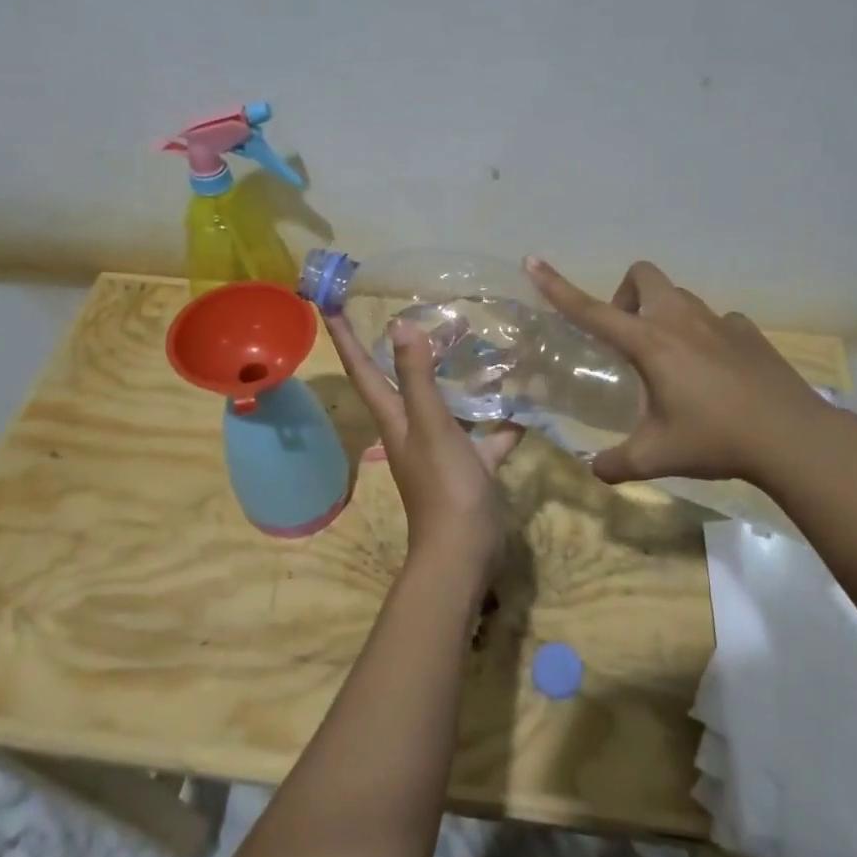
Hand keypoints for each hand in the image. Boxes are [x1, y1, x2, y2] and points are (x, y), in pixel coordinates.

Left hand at [324, 311, 523, 575]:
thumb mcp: (430, 426)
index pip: (363, 369)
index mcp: (394, 418)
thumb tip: (401, 324)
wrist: (465, 553)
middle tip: (419, 309)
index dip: (345, 337)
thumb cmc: (443, 487)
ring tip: (478, 342)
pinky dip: (502, 417)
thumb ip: (418, 378)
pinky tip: (526, 398)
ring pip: (448, 402)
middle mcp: (413, 428)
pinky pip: (486, 433)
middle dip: (404, 347)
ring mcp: (443, 448)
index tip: (330, 303)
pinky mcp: (472, 465)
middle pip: (403, 380)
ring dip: (458, 376)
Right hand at [524, 257, 832, 486]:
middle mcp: (680, 320)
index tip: (533, 262)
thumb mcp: (655, 457)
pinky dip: (704, 334)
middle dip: (626, 296)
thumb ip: (615, 464)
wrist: (792, 438)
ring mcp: (719, 321)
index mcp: (650, 343)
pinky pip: (716, 320)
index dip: (558, 286)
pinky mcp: (749, 332)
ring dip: (663, 314)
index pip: (591, 310)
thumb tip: (594, 470)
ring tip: (670, 360)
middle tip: (628, 338)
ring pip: (679, 296)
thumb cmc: (715, 440)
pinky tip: (714, 371)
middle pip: (643, 276)